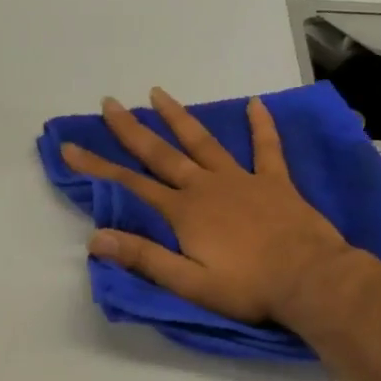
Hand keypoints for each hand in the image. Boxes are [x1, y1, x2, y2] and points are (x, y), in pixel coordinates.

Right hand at [60, 88, 354, 325]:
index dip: (97, 167)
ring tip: (158, 93)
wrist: (310, 280)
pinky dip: (261, 125)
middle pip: (161, 154)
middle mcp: (206, 187)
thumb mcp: (189, 283)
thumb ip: (144, 258)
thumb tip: (95, 239)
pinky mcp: (275, 182)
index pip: (130, 185)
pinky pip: (266, 147)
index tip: (70, 148)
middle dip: (131, 130)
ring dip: (179, 118)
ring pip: (203, 142)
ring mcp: (242, 180)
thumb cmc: (247, 287)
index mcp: (184, 212)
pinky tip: (254, 104)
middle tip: (109, 103)